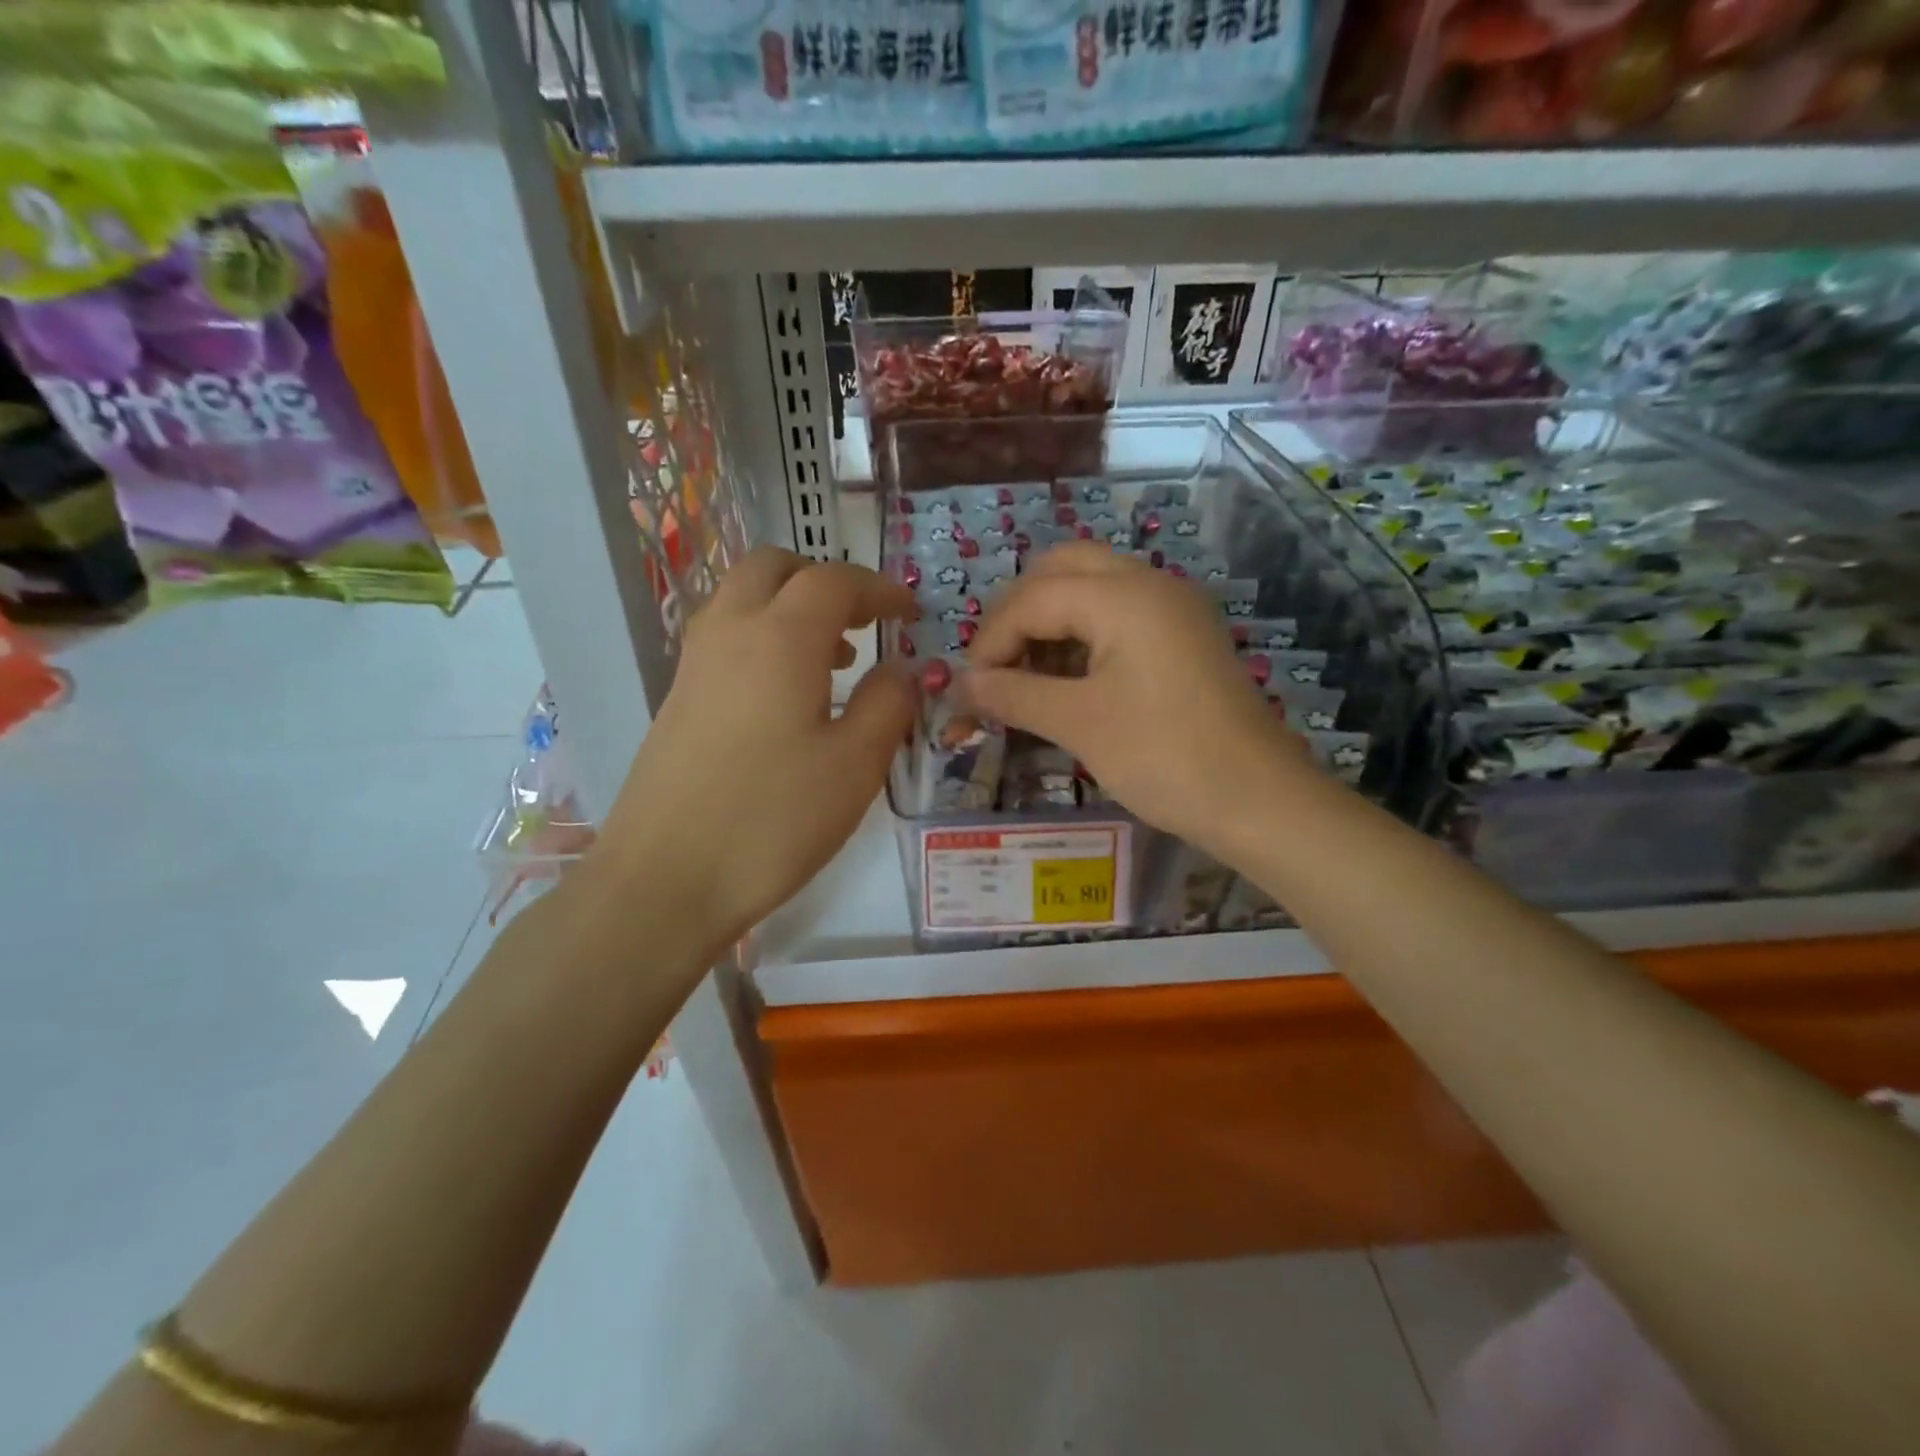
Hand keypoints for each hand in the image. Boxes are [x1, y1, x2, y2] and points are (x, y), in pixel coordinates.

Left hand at [596, 548, 918, 961]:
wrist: (665, 881)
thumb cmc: (773, 820)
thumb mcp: (855, 766)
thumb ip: (888, 703)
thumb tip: (902, 669)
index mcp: (779, 638)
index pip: (833, 580)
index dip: (879, 588)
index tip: (911, 613)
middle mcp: (729, 632)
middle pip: (773, 568)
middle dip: (825, 579)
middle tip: (864, 620)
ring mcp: (694, 665)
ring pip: (743, 598)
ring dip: (791, 607)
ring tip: (836, 659)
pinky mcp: (678, 698)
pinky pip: (725, 636)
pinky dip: (764, 637)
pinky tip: (790, 696)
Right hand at [964, 542, 1311, 855]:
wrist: (1259, 800)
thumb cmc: (1164, 757)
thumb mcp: (1079, 724)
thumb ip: (1012, 695)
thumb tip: (959, 686)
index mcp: (1123, 595)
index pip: (1032, 597)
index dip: (990, 641)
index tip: (970, 690)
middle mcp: (1148, 584)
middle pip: (1061, 571)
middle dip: (1017, 614)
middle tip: (996, 667)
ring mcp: (1170, 608)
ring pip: (1090, 588)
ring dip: (1048, 622)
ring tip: (1024, 676)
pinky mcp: (1181, 636)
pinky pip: (1117, 615)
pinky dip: (1081, 636)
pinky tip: (1064, 680)